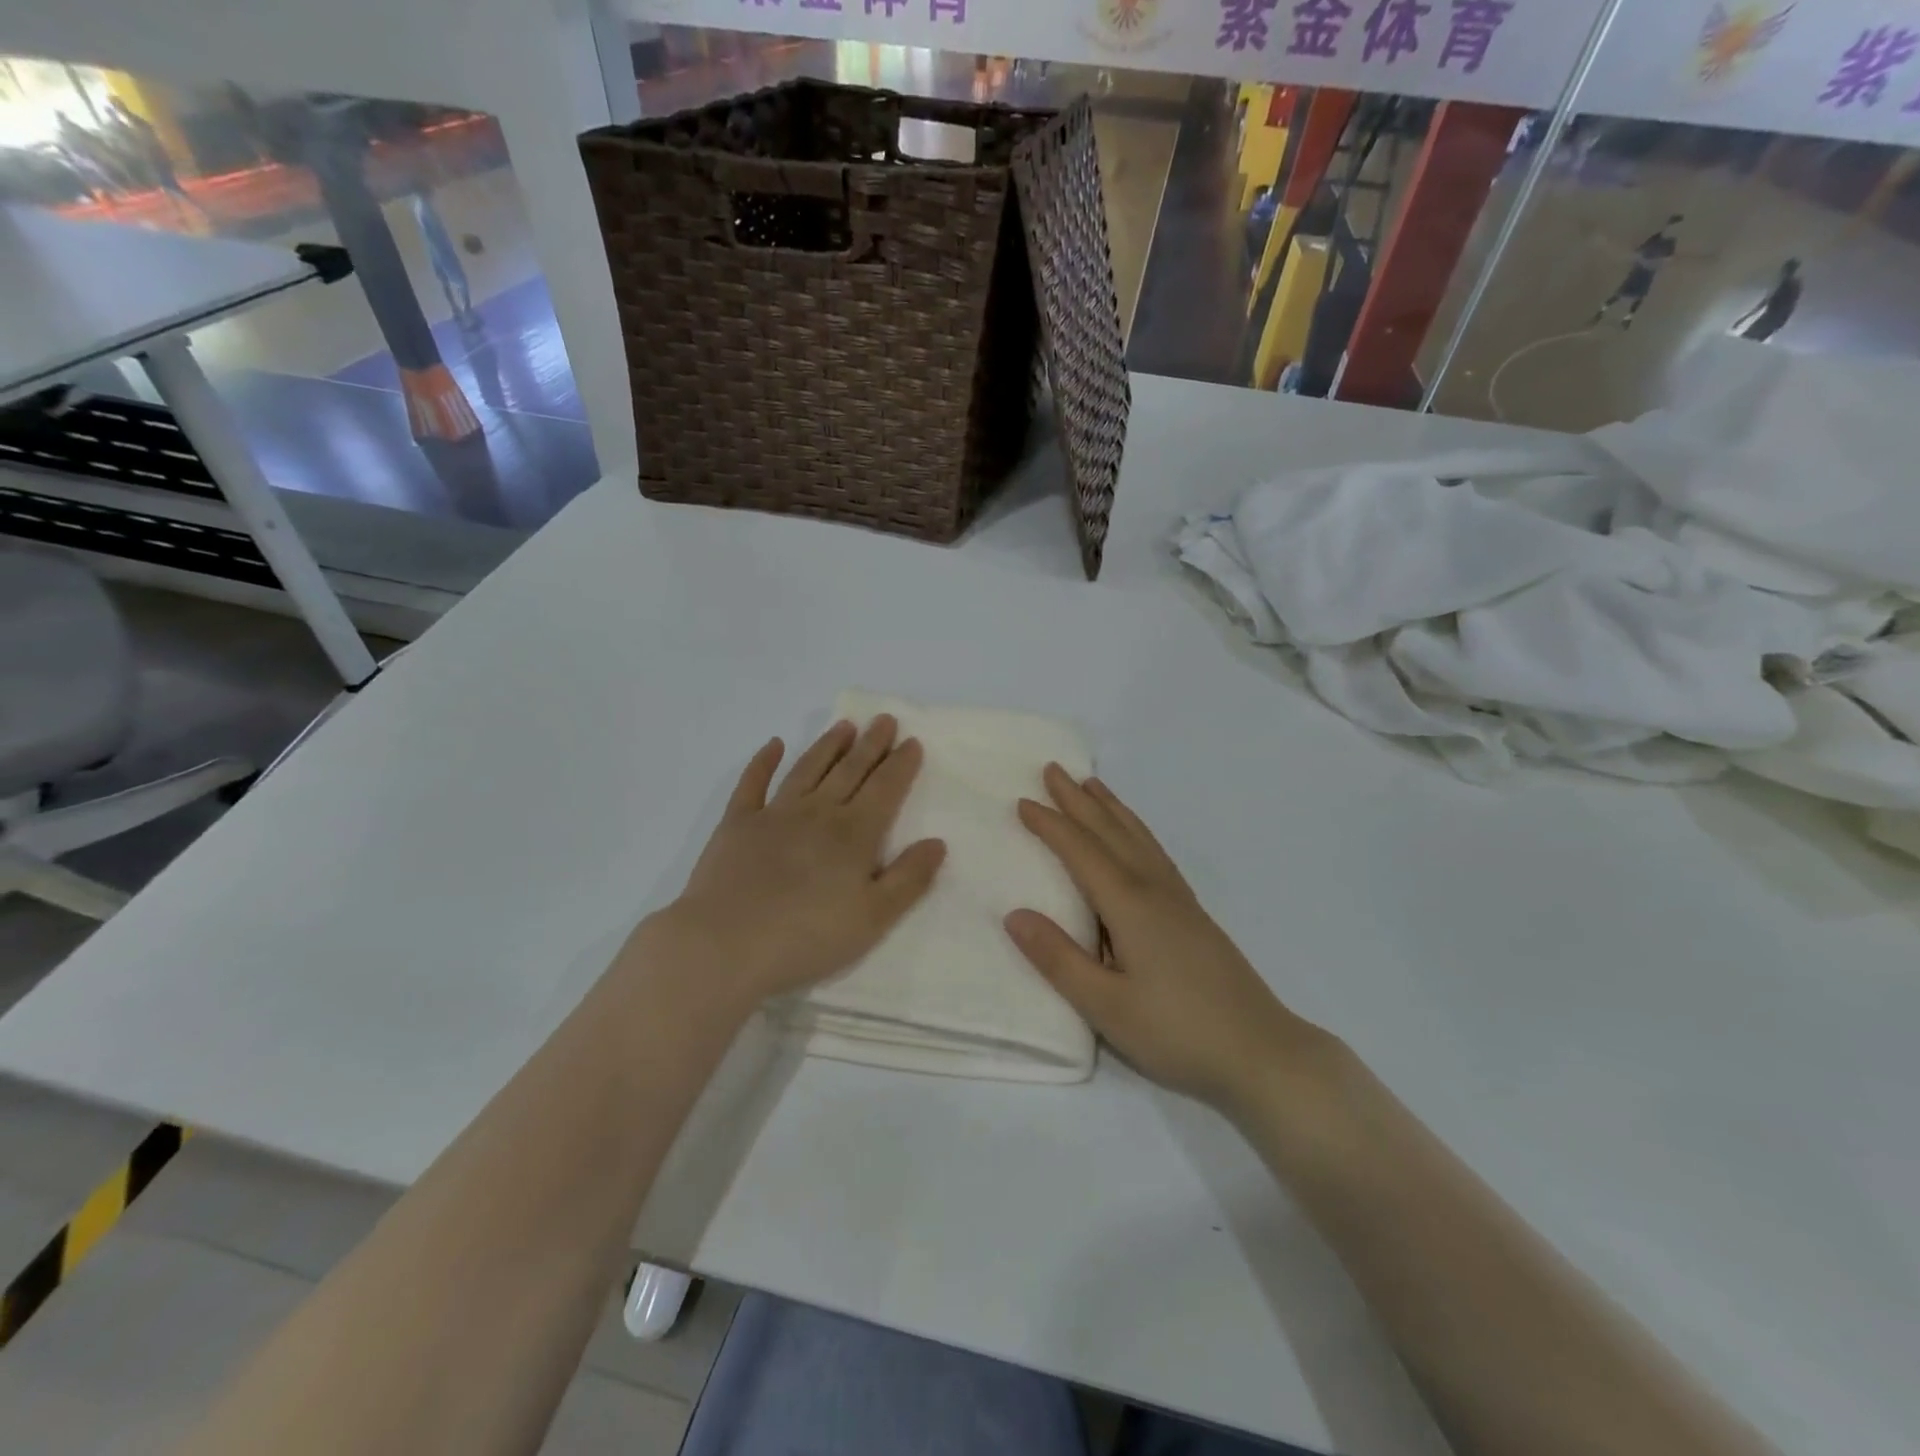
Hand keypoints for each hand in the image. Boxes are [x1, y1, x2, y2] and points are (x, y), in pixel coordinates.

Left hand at [646, 717, 946, 1011]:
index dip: (900, 765)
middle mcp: (817, 813)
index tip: (911, 742)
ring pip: (808, 769)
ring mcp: (774, 814)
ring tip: (845, 726)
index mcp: (853, 834)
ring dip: (828, 745)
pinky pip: (753, 783)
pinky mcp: (737, 823)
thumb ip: (909, 879)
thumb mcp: (872, 918)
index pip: (885, 789)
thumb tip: (937, 842)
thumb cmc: (806, 938)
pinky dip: (763, 761)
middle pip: (850, 770)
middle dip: (871, 744)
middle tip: (884, 720)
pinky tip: (773, 744)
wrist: (724, 946)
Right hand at [1005, 766, 1323, 1116]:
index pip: (1081, 851)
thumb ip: (1058, 959)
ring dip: (1110, 808)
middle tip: (1053, 770)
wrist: (1261, 1052)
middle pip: (1110, 832)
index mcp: (1129, 905)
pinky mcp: (1193, 914)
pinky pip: (1154, 852)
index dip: (1050, 825)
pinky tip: (1135, 838)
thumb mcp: (1106, 1006)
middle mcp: (1154, 889)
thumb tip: (1014, 914)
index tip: (1022, 801)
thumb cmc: (1177, 1032)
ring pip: (1138, 837)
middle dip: (1078, 801)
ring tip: (1092, 785)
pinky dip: (1136, 830)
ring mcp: (1178, 899)